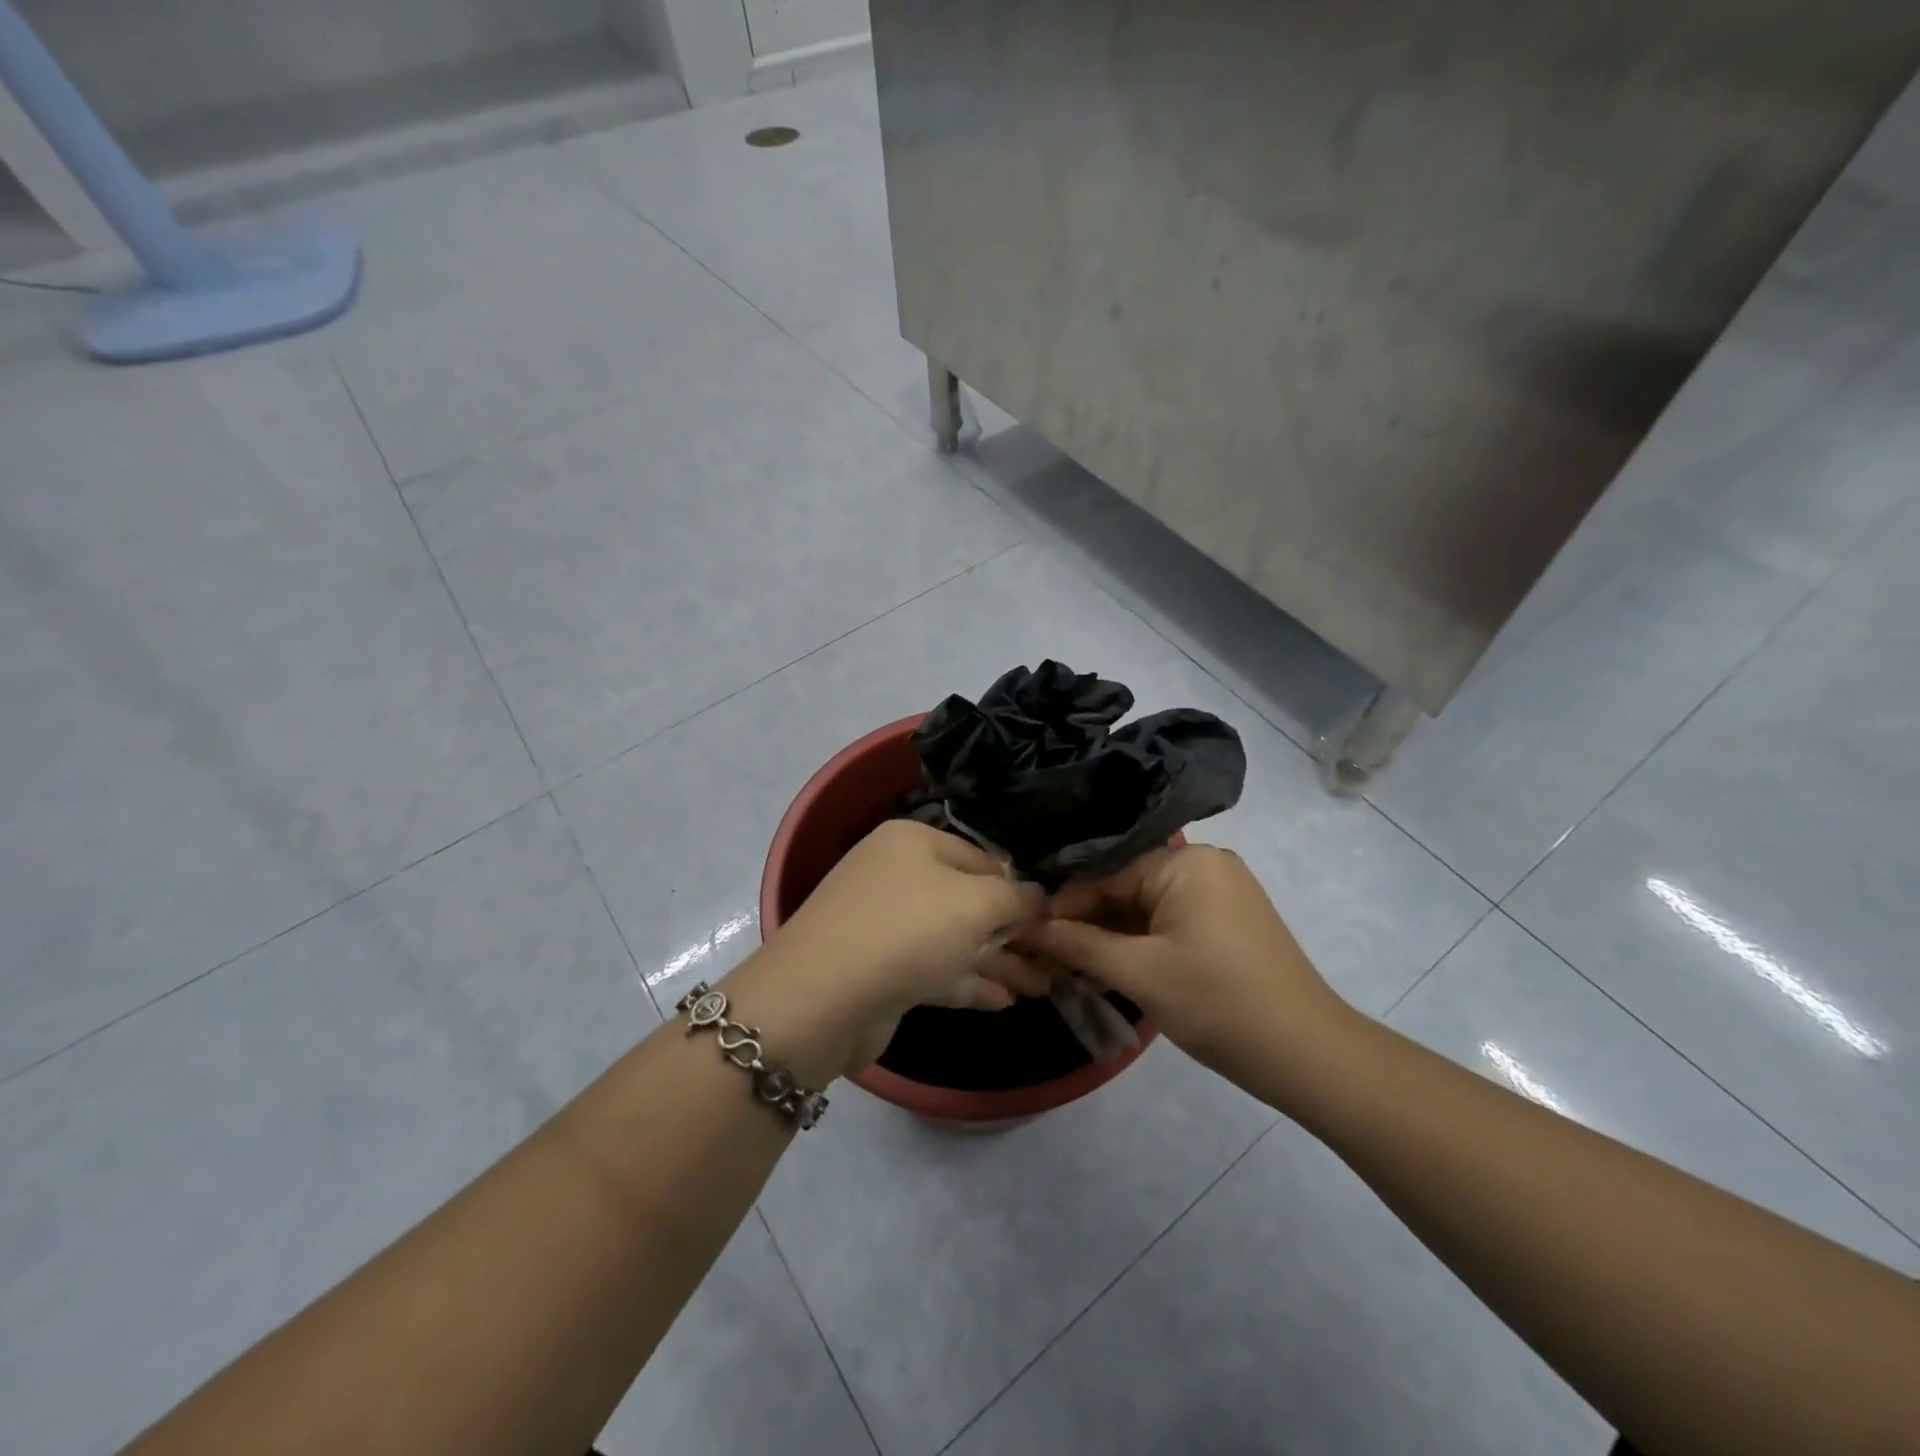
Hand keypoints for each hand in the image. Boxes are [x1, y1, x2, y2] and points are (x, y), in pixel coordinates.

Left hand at [743, 819, 1047, 1074]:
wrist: (821, 1000)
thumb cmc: (907, 931)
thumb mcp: (975, 903)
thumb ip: (1016, 897)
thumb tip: (1040, 897)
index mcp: (913, 842)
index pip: (982, 857)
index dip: (1020, 886)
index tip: (1056, 916)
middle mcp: (897, 876)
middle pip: (969, 900)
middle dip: (1014, 931)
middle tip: (1056, 958)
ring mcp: (886, 925)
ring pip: (955, 939)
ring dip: (998, 960)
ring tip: (1044, 984)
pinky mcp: (881, 971)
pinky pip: (936, 970)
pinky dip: (969, 982)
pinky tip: (1006, 1001)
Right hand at [1032, 844, 1356, 1089]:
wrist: (1308, 1054)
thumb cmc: (1218, 1003)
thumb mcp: (1139, 973)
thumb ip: (1080, 945)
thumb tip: (1030, 929)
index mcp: (1186, 862)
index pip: (1106, 874)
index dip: (1066, 906)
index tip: (1029, 934)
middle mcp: (1204, 865)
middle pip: (1126, 889)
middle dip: (1088, 925)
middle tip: (1048, 958)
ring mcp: (1220, 893)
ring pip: (1146, 910)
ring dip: (1111, 940)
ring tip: (1071, 971)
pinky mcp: (1228, 922)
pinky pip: (1170, 924)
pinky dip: (1141, 946)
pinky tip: (1108, 972)